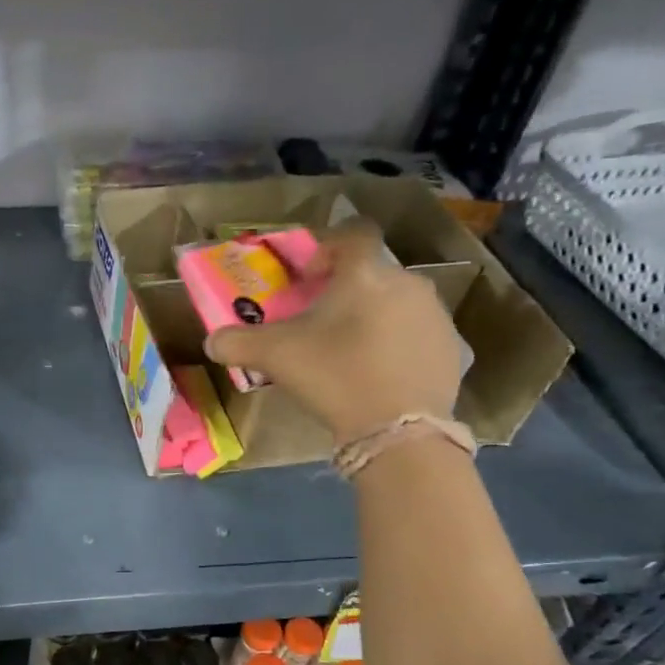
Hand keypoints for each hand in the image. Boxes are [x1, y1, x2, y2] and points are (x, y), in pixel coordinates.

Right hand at [205, 222, 463, 442]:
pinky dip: (397, 345)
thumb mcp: (274, 357)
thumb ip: (237, 343)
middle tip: (322, 325)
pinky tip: (379, 375)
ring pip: (397, 303)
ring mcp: (435, 315)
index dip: (328, 248)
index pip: (353, 234)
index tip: (309, 279)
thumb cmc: (333, 376)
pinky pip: (417, 334)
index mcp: (365, 274)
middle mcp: (407, 282)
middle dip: (347, 292)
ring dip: (373, 317)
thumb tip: (212, 341)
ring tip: (350, 354)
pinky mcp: (452, 348)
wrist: (398, 429)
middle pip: (373, 274)